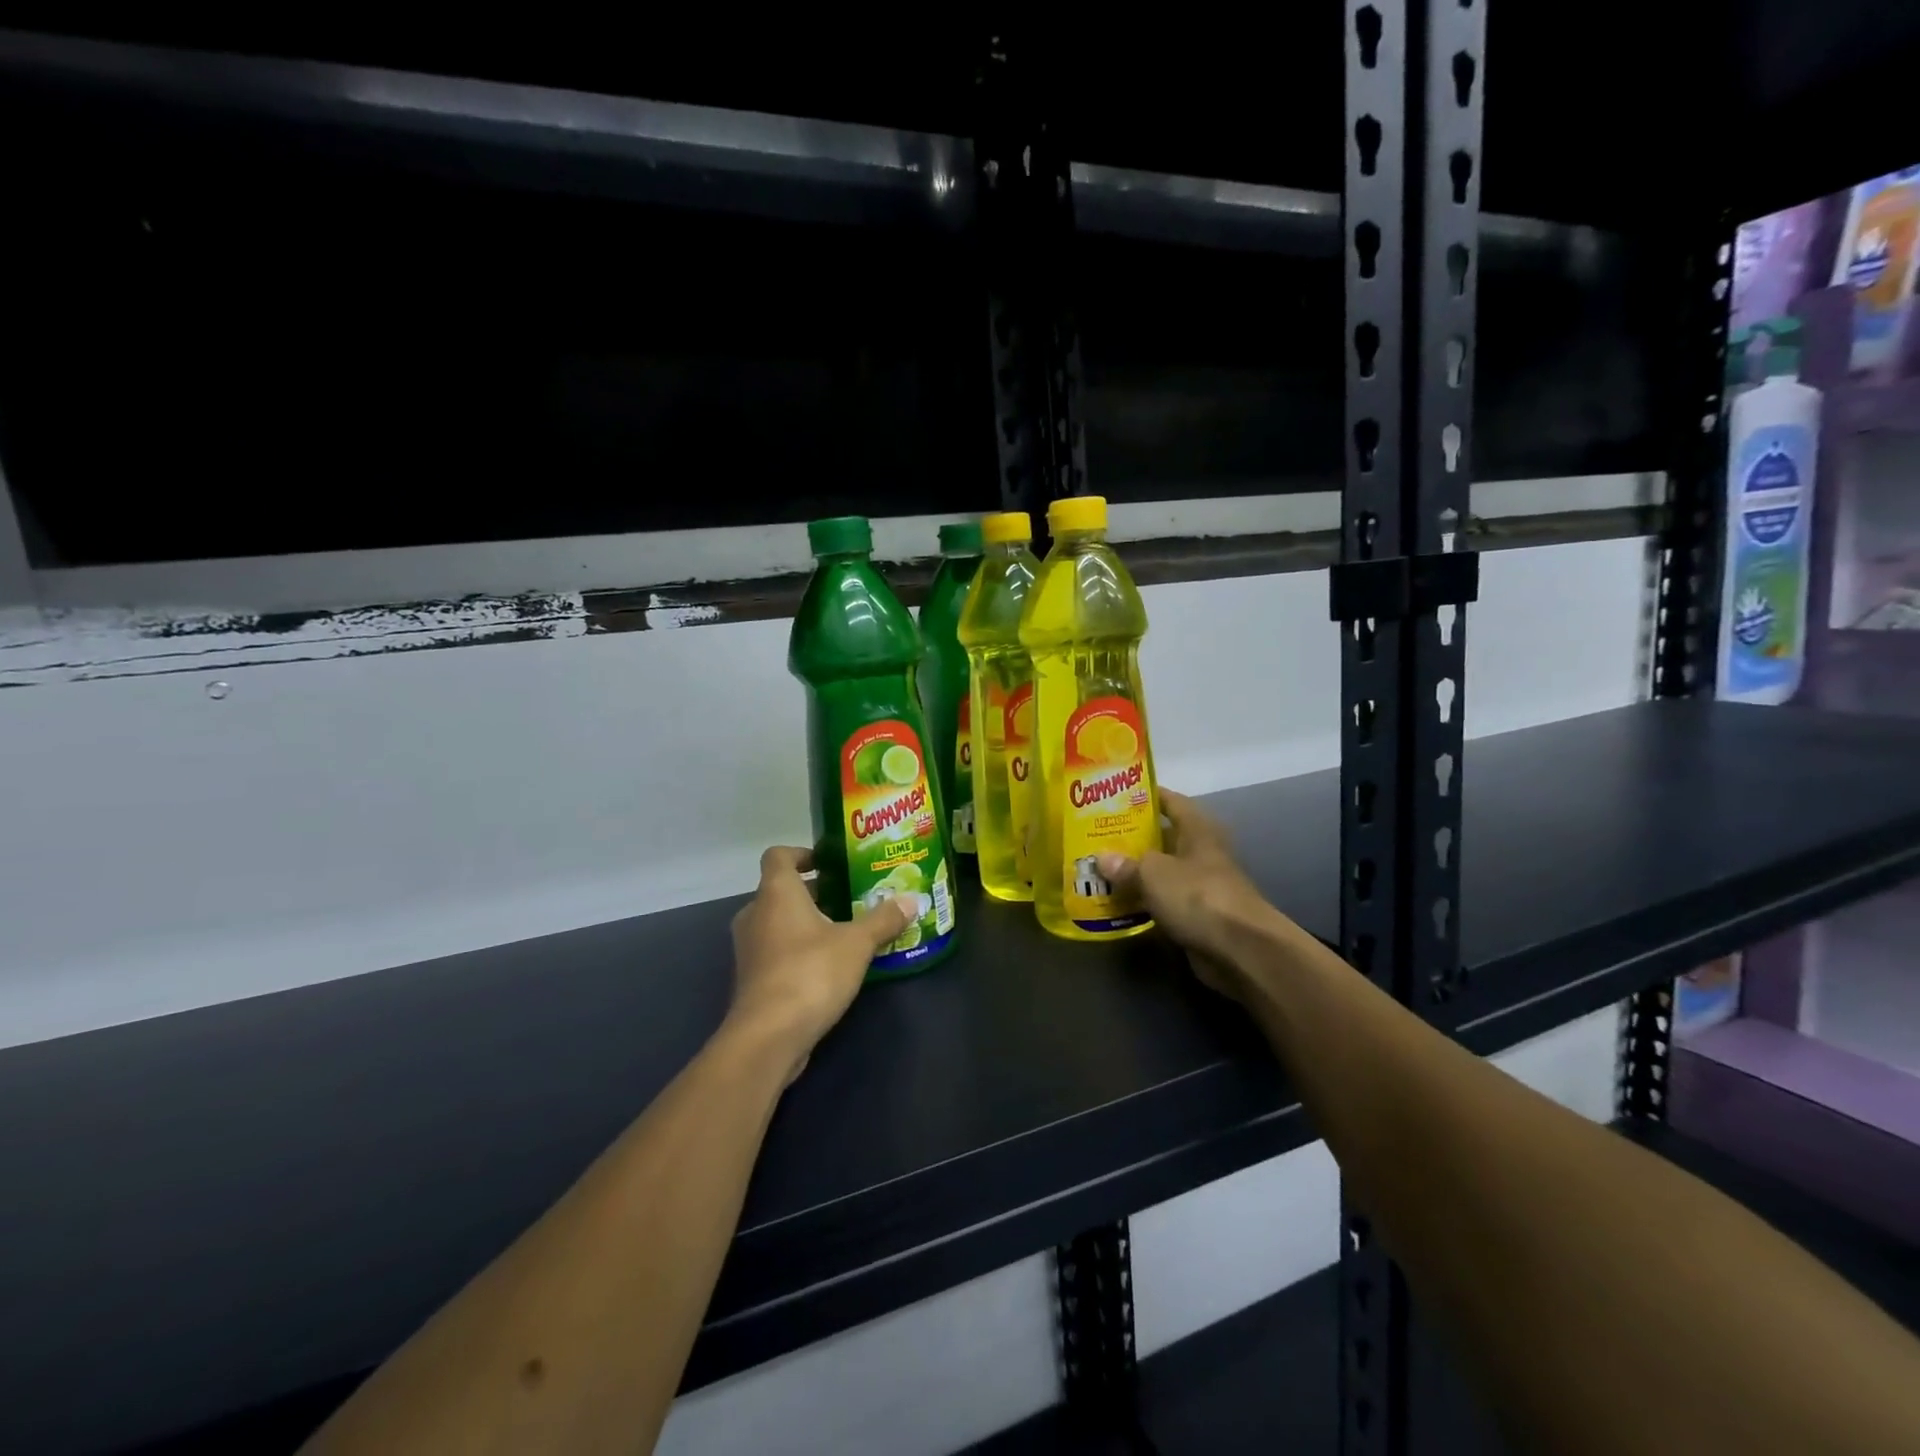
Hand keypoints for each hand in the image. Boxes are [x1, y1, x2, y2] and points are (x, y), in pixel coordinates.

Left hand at [728, 846, 914, 1082]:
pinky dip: (798, 949)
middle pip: (780, 890)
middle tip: (850, 897)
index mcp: (776, 893)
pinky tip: (829, 965)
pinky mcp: (752, 979)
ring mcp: (750, 948)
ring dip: (806, 922)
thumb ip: (884, 919)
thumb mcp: (857, 943)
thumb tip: (911, 899)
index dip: (802, 853)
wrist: (768, 1037)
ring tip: (845, 930)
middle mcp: (756, 914)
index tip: (829, 863)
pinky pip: (777, 950)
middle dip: (814, 892)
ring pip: (778, 922)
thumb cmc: (811, 973)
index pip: (778, 856)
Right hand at [1096, 790, 1289, 1001]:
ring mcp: (1200, 885)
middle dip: (1132, 837)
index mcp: (1197, 830)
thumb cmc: (1198, 895)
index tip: (1114, 797)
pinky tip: (1116, 903)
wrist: (1239, 949)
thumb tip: (1101, 858)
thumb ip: (1126, 864)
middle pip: (1163, 838)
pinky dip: (1143, 902)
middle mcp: (1200, 853)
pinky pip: (1163, 901)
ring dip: (1135, 873)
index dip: (1145, 796)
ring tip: (1099, 868)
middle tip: (1096, 835)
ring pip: (1161, 872)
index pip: (1170, 801)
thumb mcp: (1154, 873)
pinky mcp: (1197, 915)